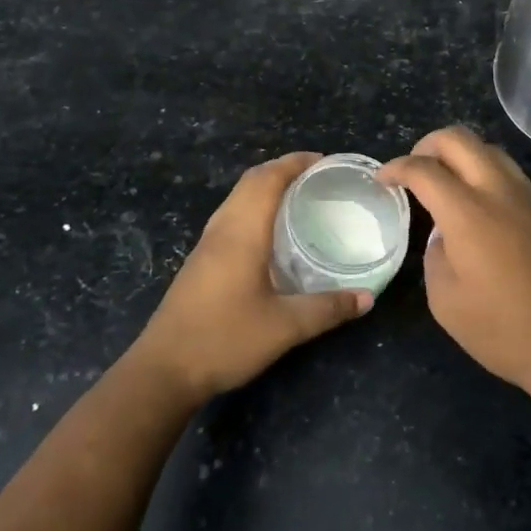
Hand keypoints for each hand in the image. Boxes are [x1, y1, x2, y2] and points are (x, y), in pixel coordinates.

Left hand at [131, 152, 371, 404]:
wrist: (163, 369)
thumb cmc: (225, 339)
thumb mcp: (284, 327)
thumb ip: (327, 309)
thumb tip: (367, 297)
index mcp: (242, 232)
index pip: (268, 178)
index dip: (295, 162)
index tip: (324, 161)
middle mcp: (222, 229)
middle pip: (250, 181)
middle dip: (282, 169)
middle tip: (317, 177)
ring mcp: (206, 245)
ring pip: (237, 198)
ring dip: (265, 187)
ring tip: (297, 197)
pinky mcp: (199, 261)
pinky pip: (230, 216)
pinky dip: (253, 207)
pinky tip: (269, 234)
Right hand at [380, 127, 530, 402]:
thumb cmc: (505, 330)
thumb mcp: (446, 302)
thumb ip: (435, 255)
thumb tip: (445, 236)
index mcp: (468, 212)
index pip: (423, 169)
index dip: (396, 167)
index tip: (382, 179)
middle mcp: (500, 191)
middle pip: (459, 138)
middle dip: (427, 145)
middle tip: (414, 169)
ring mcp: (530, 197)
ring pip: (490, 149)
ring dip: (462, 155)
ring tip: (446, 182)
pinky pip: (512, 174)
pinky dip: (487, 174)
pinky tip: (481, 204)